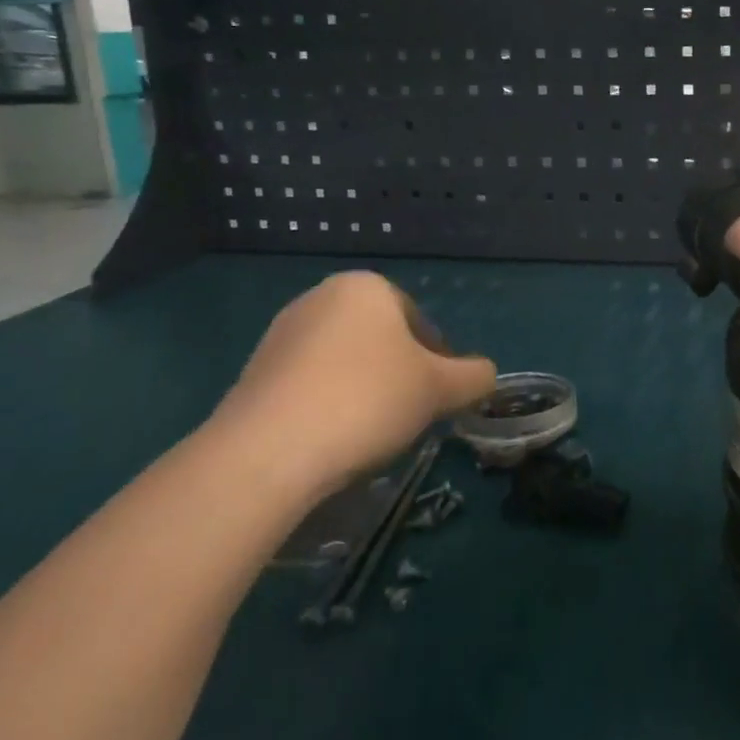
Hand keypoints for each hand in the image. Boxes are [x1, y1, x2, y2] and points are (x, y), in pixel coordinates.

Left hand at [213, 272, 495, 496]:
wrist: (266, 452)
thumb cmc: (368, 399)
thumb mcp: (440, 388)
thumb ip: (473, 376)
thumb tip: (486, 375)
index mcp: (366, 287)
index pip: (419, 322)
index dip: (438, 362)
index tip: (438, 398)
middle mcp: (320, 299)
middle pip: (381, 340)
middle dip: (400, 375)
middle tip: (410, 416)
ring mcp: (281, 335)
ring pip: (345, 363)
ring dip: (365, 391)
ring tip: (371, 434)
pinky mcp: (253, 374)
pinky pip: (309, 385)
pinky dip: (329, 406)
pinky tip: (333, 440)